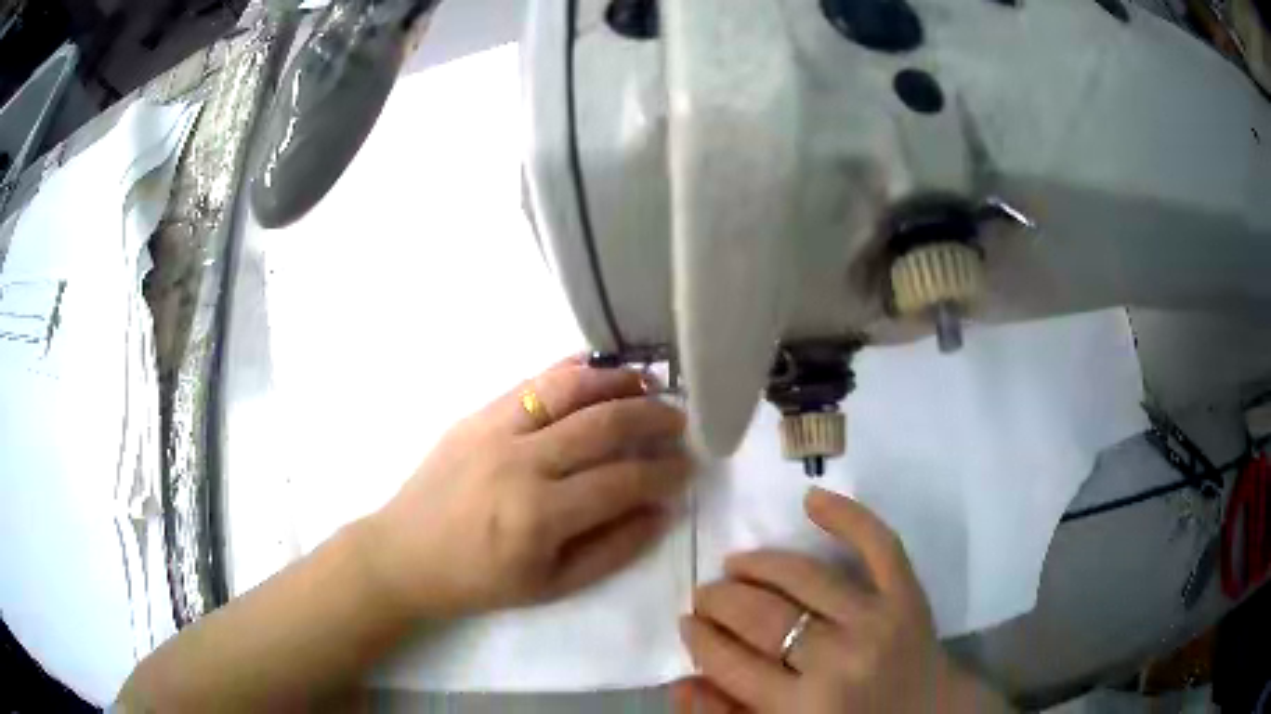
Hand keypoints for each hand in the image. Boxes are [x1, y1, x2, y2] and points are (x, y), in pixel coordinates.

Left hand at [361, 357, 691, 618]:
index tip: (689, 466)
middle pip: (604, 425)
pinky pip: (533, 382)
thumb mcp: (552, 585)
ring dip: (619, 381)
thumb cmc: (480, 580)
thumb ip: (613, 549)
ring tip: (650, 384)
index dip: (666, 472)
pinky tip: (599, 369)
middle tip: (680, 421)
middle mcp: (521, 462)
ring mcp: (496, 430)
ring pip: (570, 388)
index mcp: (540, 516)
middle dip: (654, 418)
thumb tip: (661, 510)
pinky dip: (573, 370)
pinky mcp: (478, 414)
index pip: (624, 481)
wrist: (405, 553)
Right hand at [674, 488, 1007, 713]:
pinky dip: (847, 516)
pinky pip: (879, 546)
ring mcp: (878, 621)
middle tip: (705, 594)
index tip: (688, 622)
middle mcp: (838, 660)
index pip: (731, 663)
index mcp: (801, 708)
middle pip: (762, 617)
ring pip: (805, 578)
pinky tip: (811, 500)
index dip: (701, 639)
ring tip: (736, 565)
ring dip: (759, 565)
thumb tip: (680, 682)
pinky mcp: (909, 596)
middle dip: (720, 600)